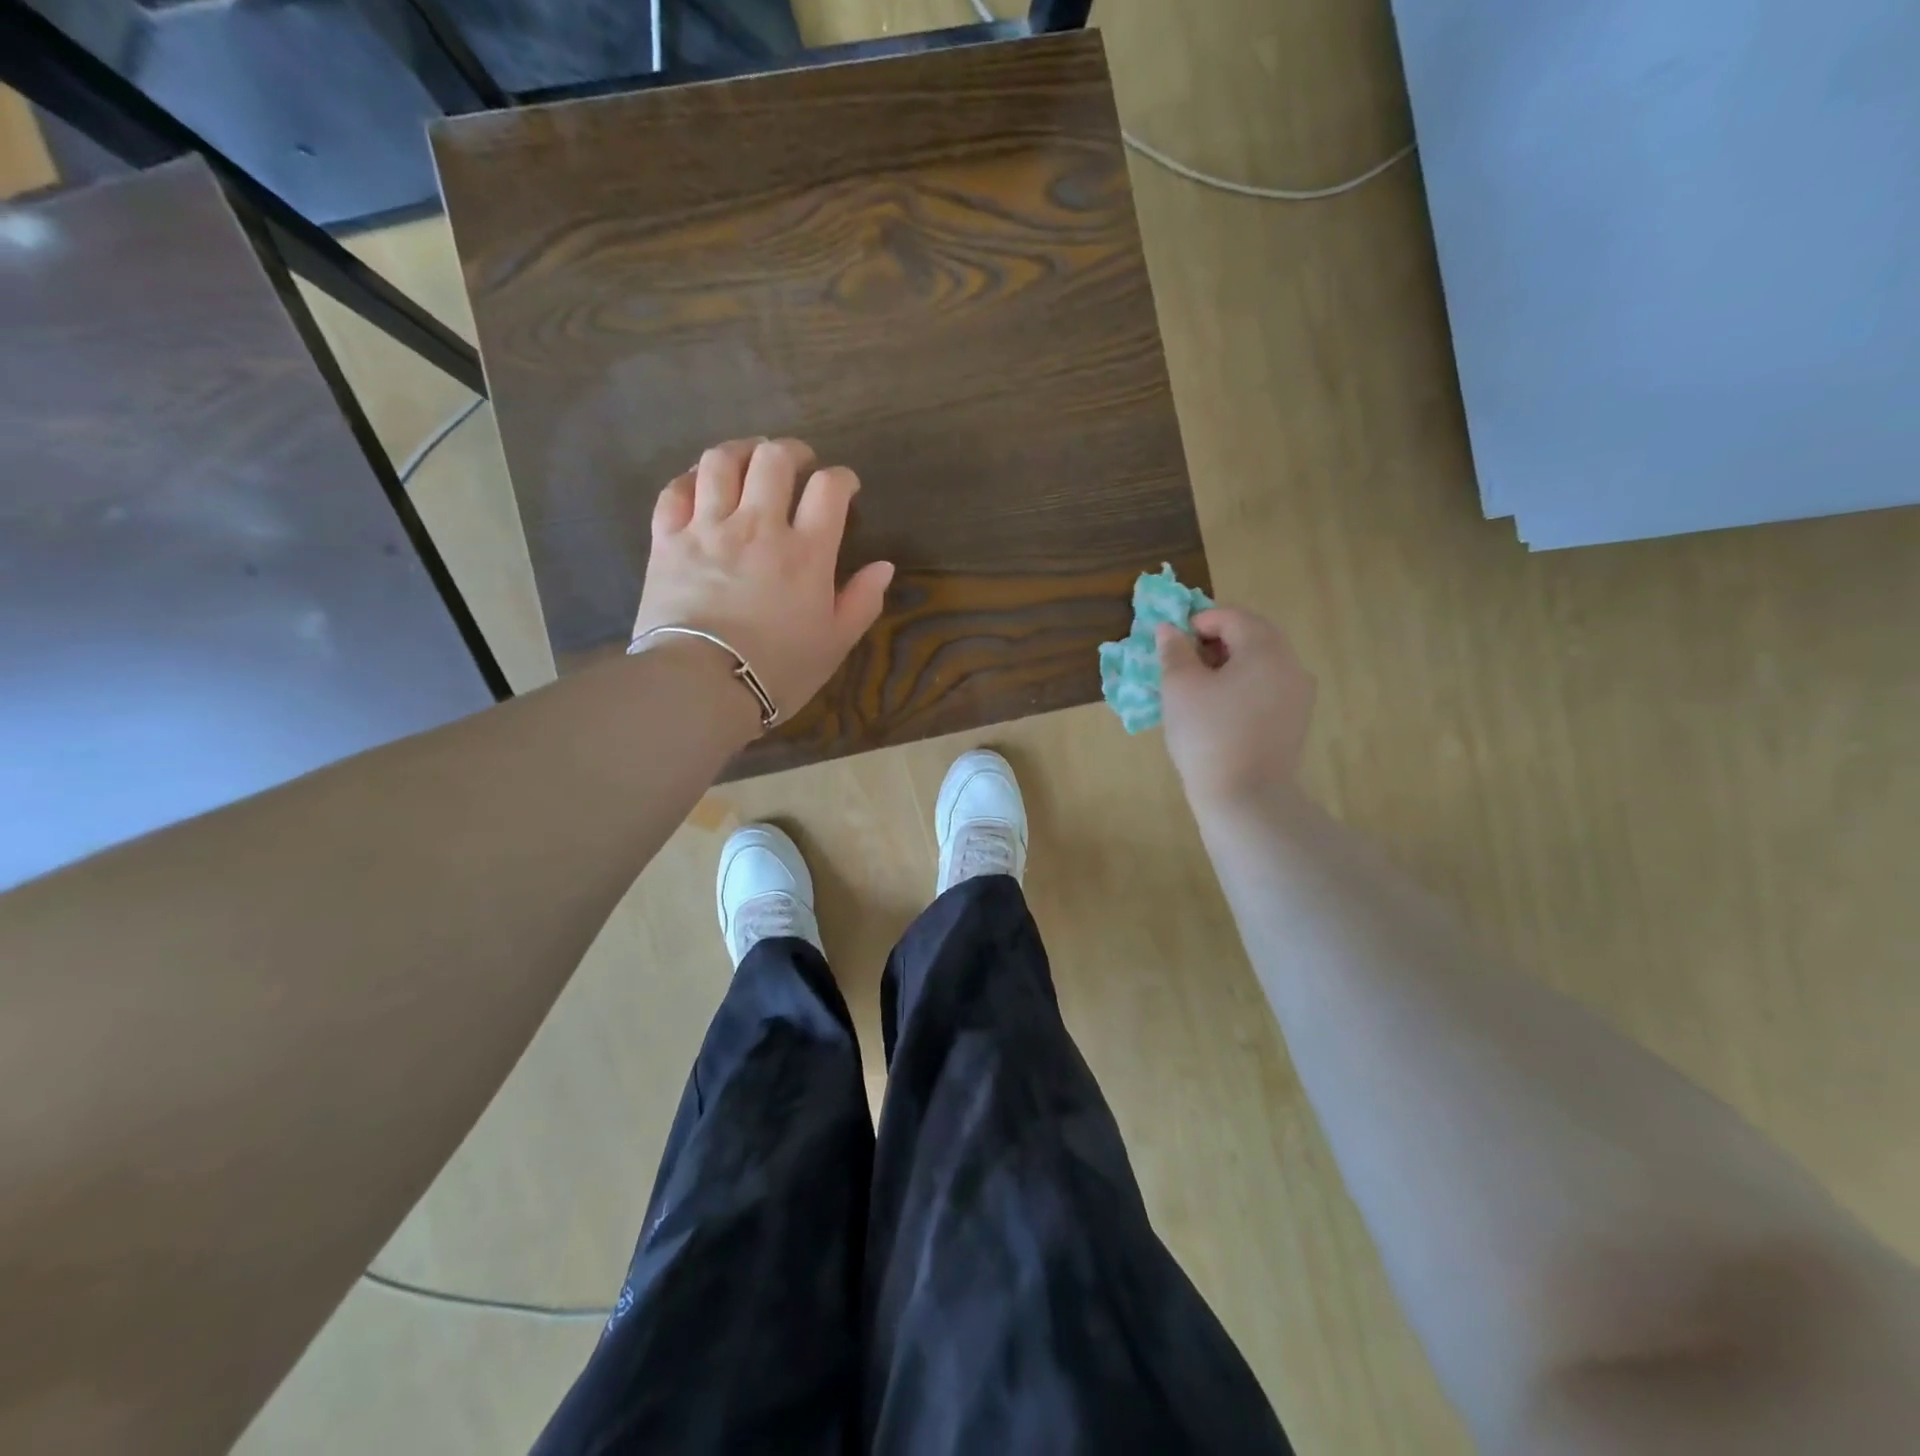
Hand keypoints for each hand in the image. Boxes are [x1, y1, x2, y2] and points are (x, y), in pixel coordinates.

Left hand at [632, 438, 893, 721]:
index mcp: (806, 552)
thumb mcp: (834, 644)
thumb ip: (862, 601)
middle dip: (792, 452)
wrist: (700, 685)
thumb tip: (884, 566)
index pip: (829, 488)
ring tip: (750, 458)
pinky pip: (675, 490)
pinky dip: (692, 478)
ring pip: (722, 462)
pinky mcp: (667, 540)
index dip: (842, 478)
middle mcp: (758, 526)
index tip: (845, 488)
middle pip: (774, 459)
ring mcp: (708, 528)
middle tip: (799, 463)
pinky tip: (702, 482)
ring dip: (742, 451)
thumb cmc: (777, 670)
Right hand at [1157, 606, 1316, 811]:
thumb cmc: (1207, 734)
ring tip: (1199, 687)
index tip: (1173, 643)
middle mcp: (1291, 664)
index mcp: (1265, 649)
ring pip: (1262, 663)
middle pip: (1253, 635)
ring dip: (1230, 663)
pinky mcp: (1295, 721)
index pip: (1232, 616)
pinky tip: (1219, 710)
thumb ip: (1174, 651)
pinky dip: (1243, 686)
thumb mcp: (1179, 687)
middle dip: (1217, 640)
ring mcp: (1298, 695)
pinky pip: (1268, 688)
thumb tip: (1169, 629)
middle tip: (1184, 662)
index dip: (1198, 621)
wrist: (1245, 797)